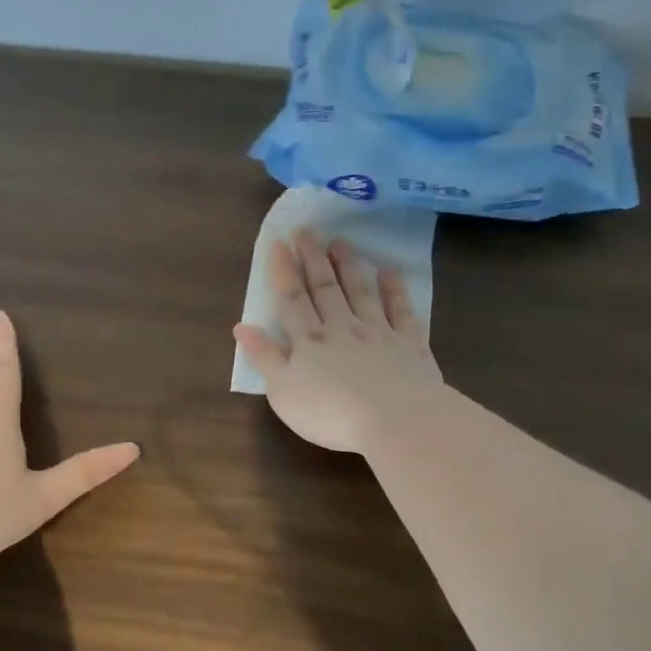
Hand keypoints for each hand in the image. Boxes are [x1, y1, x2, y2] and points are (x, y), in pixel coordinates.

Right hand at [234, 230, 443, 453]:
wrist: (394, 419)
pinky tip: (390, 273)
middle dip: (314, 259)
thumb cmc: (329, 412)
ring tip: (341, 242)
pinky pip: (401, 311)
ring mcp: (378, 333)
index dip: (284, 271)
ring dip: (349, 266)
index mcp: (309, 341)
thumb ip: (264, 357)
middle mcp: (342, 328)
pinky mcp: (409, 344)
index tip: (279, 243)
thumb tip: (241, 326)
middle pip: (325, 288)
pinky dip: (395, 290)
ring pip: (361, 292)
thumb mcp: (283, 391)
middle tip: (308, 231)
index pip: (292, 300)